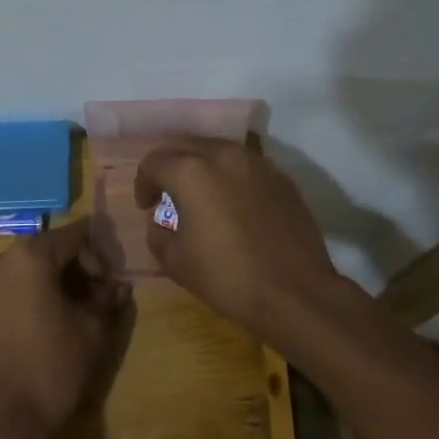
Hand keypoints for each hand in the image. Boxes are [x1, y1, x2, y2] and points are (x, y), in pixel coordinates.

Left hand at [0, 221, 132, 438]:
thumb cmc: (50, 371)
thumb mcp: (91, 332)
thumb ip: (105, 299)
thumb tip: (118, 286)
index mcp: (28, 256)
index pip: (72, 237)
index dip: (96, 257)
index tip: (106, 286)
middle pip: (41, 253)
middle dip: (67, 271)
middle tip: (86, 301)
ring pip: (15, 272)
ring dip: (38, 285)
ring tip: (55, 317)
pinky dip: (14, 300)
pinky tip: (26, 330)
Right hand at [135, 139, 345, 336]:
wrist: (295, 293)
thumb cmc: (227, 277)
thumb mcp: (175, 262)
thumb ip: (157, 233)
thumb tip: (162, 221)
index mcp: (191, 171)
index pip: (154, 162)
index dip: (143, 183)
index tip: (147, 206)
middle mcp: (223, 155)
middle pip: (186, 146)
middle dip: (171, 167)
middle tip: (169, 194)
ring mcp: (257, 163)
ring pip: (218, 151)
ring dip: (203, 166)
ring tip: (202, 194)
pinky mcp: (281, 177)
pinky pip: (246, 166)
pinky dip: (232, 176)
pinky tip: (235, 203)